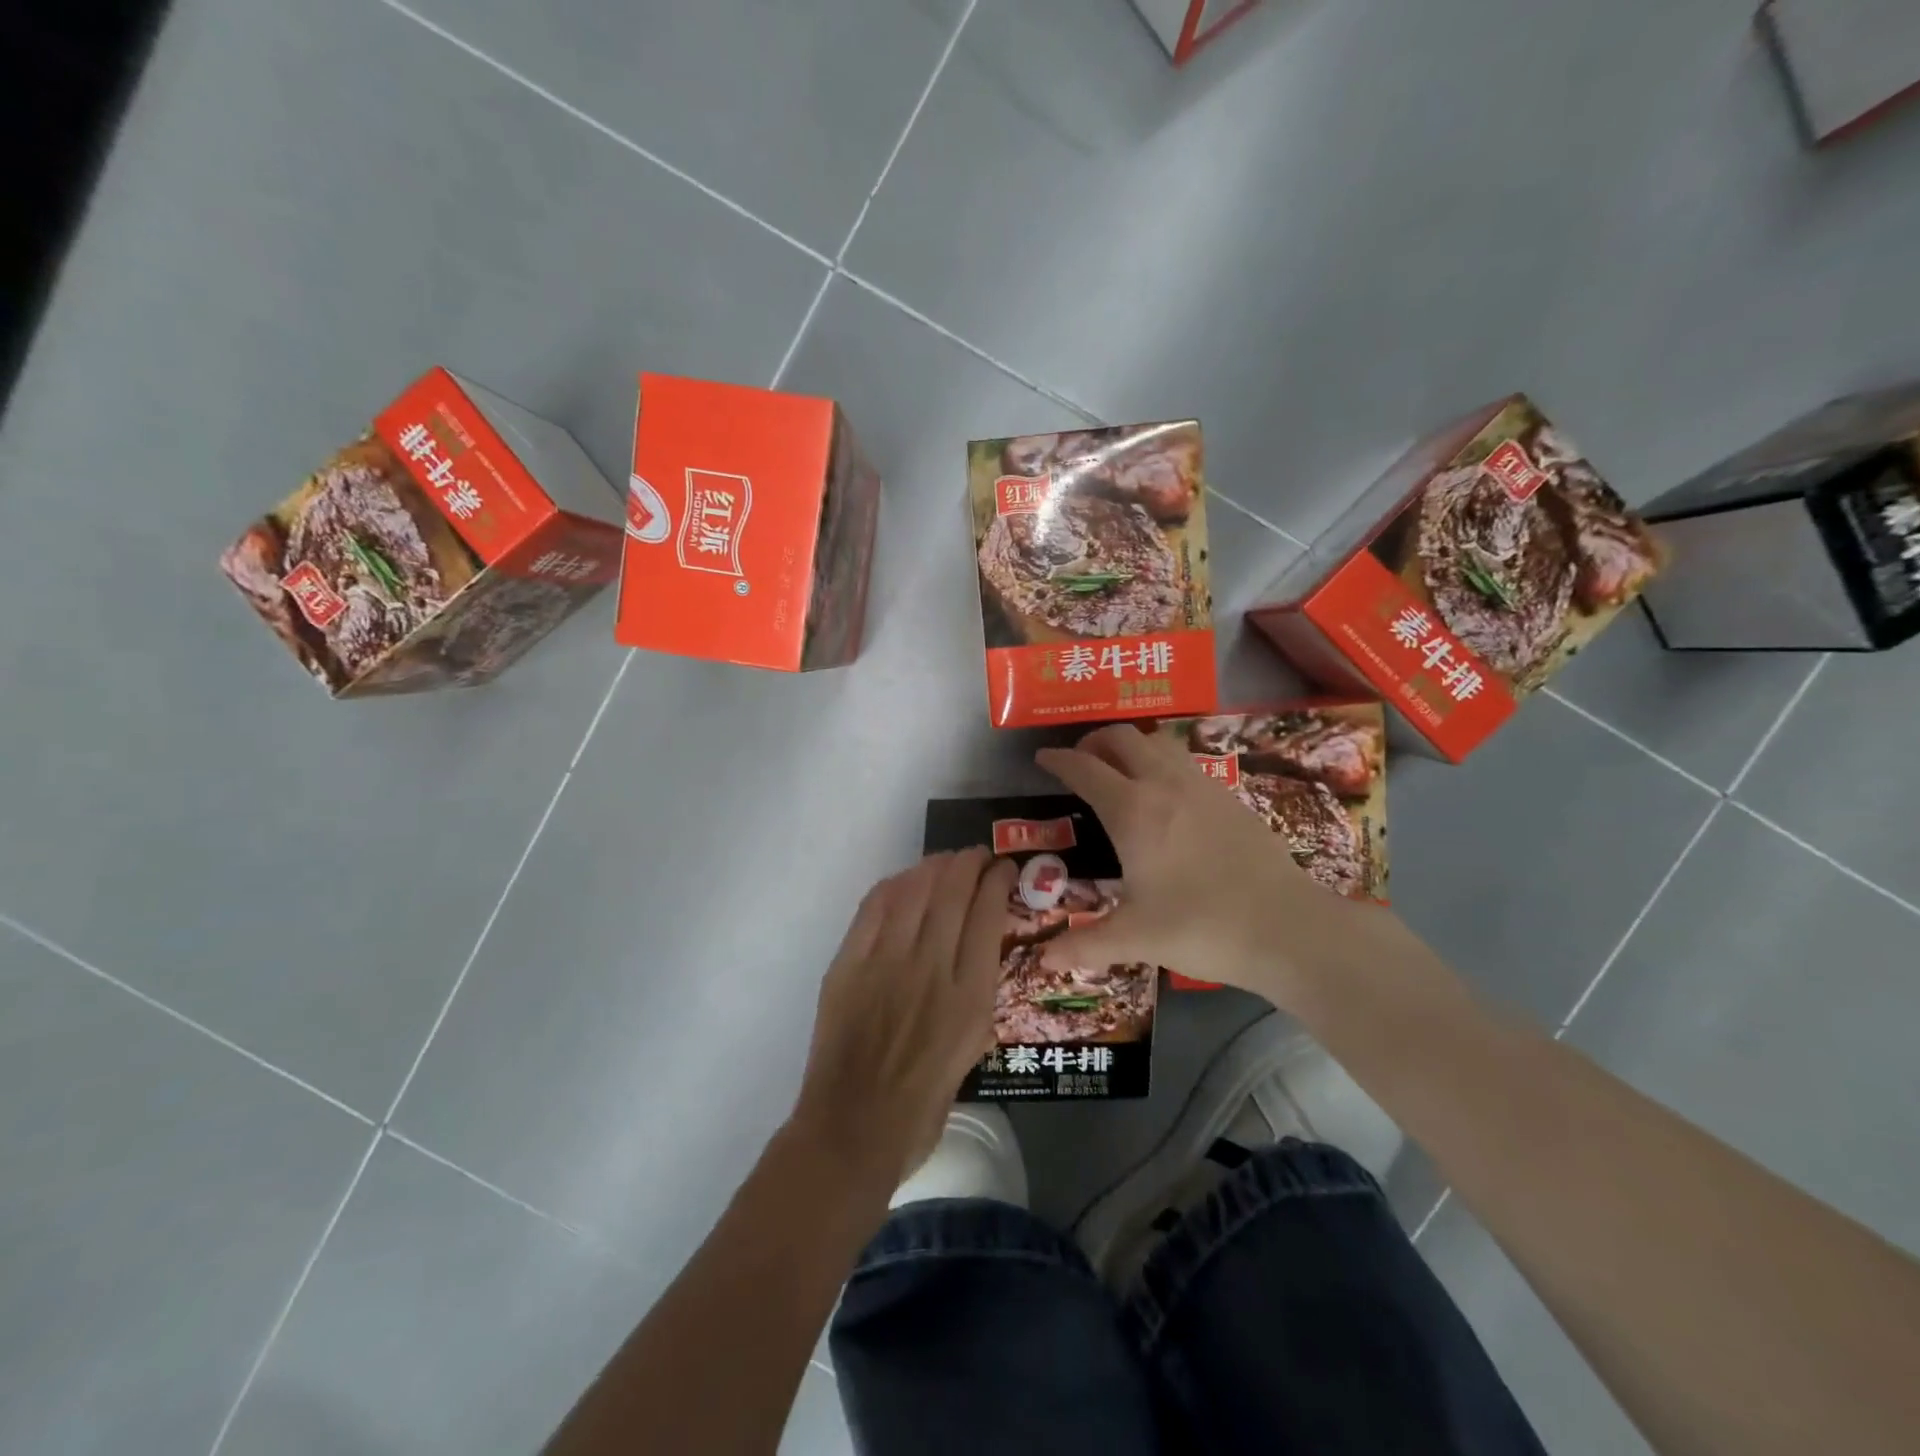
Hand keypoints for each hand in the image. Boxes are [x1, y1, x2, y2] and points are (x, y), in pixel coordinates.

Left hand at [789, 849, 1016, 1191]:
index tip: (1004, 869)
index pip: (988, 914)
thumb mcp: (974, 1048)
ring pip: (915, 890)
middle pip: (953, 891)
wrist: (855, 1127)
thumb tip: (976, 947)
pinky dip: (895, 884)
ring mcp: (886, 961)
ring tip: (946, 861)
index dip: (997, 881)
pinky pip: (875, 907)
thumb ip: (978, 992)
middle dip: (970, 863)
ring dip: (935, 866)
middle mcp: (932, 967)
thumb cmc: (924, 1102)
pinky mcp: (849, 963)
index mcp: (970, 995)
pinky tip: (906, 880)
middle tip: (977, 856)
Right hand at [1036, 724, 1402, 1004]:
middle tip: (1082, 760)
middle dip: (1095, 740)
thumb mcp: (1135, 938)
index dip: (1059, 760)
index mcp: (1132, 812)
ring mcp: (1203, 786)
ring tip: (1121, 770)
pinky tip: (1167, 796)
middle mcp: (1165, 785)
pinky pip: (1185, 762)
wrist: (1286, 927)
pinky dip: (1162, 762)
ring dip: (1132, 745)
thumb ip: (1085, 944)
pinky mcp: (1231, 797)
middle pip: (1123, 738)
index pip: (1085, 769)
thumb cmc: (1200, 927)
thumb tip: (1042, 960)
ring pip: (1159, 742)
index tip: (1043, 757)